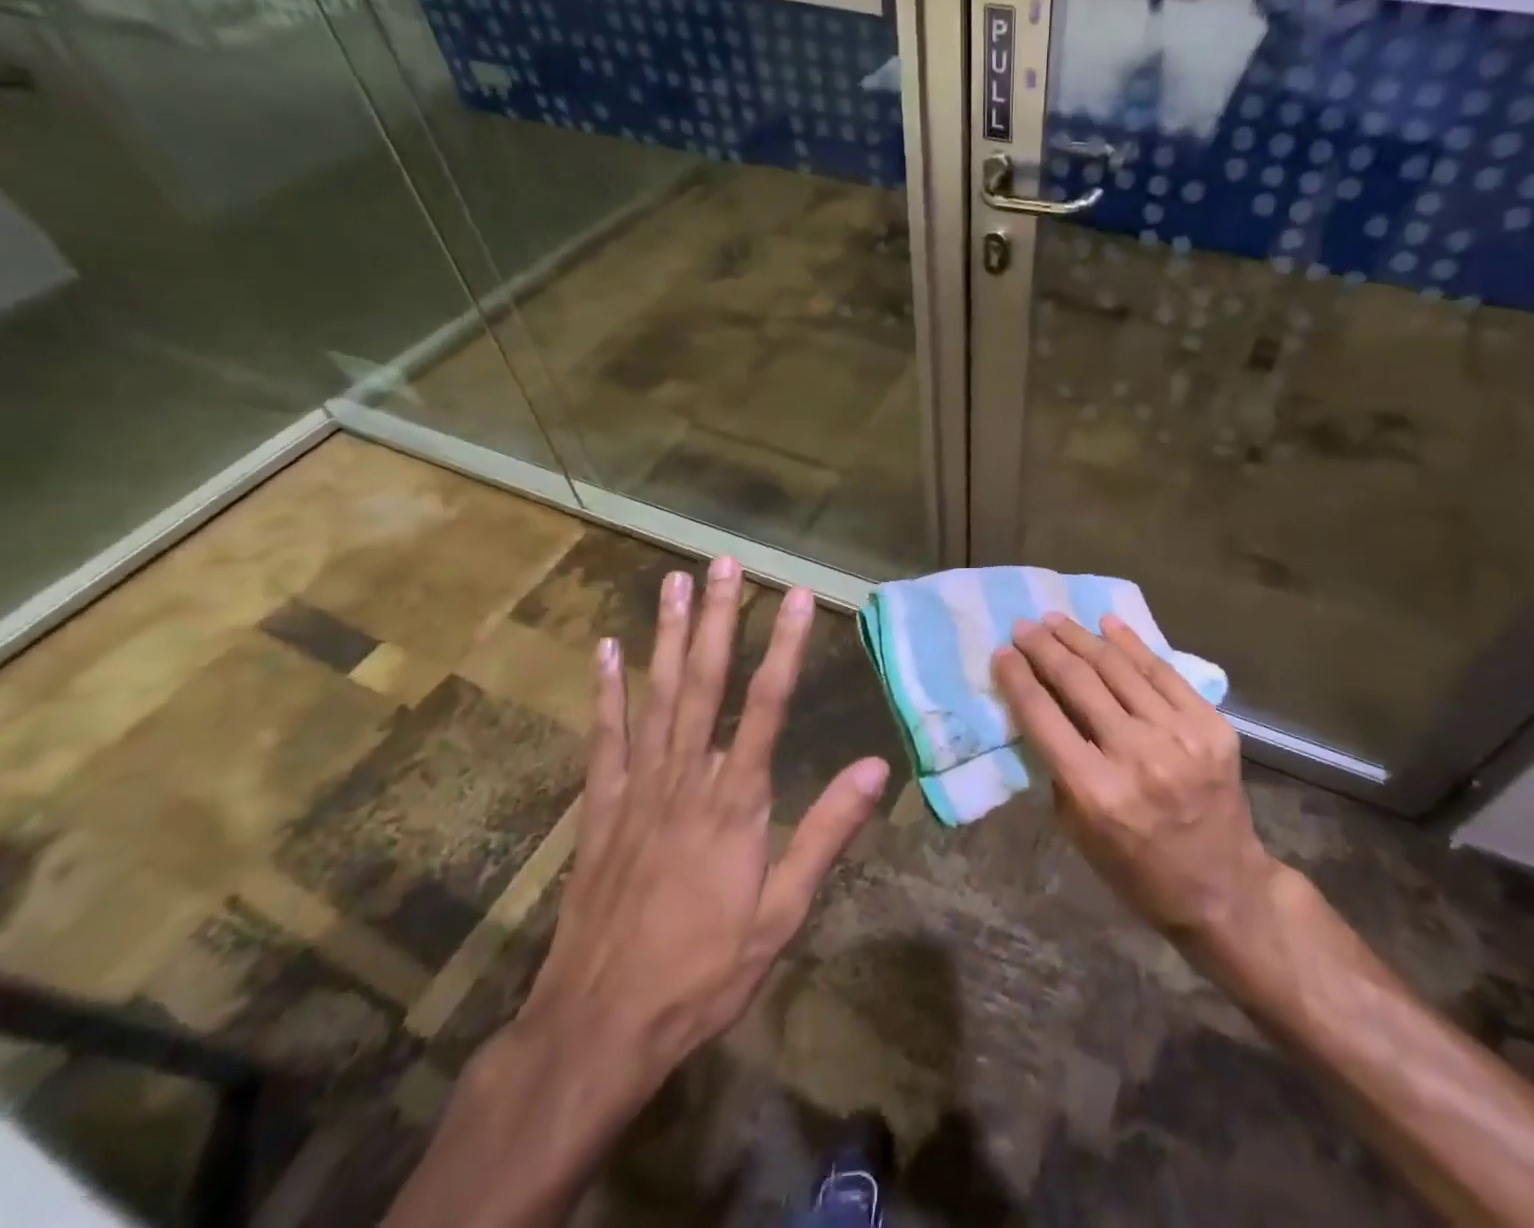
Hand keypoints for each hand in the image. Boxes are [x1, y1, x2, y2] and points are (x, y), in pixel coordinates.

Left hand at [510, 557, 890, 1138]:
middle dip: (720, 618)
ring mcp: (636, 789)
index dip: (785, 646)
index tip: (797, 597)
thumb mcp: (782, 913)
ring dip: (668, 635)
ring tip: (675, 582)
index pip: (766, 705)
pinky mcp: (599, 810)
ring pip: (656, 696)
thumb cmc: (704, 971)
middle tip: (726, 563)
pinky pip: (604, 738)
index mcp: (736, 802)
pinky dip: (605, 692)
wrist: (599, 1026)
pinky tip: (605, 651)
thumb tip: (877, 767)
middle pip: (705, 683)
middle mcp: (685, 779)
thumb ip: (827, 833)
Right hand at [992, 613, 1280, 956]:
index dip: (1017, 678)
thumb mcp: (1078, 830)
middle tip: (1024, 626)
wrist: (1224, 889)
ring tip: (1057, 620)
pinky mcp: (1212, 726)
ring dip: (1082, 638)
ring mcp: (1181, 736)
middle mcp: (1137, 755)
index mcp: (1096, 791)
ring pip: (1119, 668)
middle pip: (1078, 682)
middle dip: (1045, 648)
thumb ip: (1058, 767)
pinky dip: (1132, 644)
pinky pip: (1163, 673)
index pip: (1043, 716)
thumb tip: (1042, 707)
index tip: (1001, 652)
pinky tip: (1108, 624)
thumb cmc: (1137, 870)